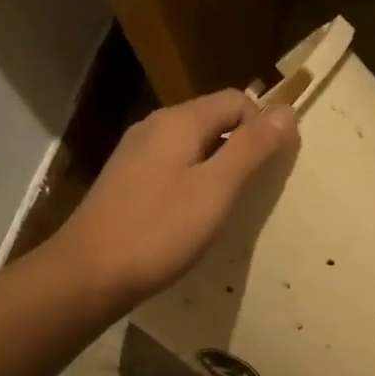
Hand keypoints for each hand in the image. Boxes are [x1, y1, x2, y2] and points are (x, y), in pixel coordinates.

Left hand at [56, 89, 298, 308]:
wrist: (88, 274)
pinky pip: (174, 166)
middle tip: (256, 190)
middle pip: (214, 119)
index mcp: (179, 121)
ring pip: (194, 145)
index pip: (237, 100)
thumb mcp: (217, 189)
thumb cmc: (159, 231)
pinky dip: (194, 181)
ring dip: (219, 166)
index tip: (273, 168)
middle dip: (243, 146)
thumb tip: (286, 110)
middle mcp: (155, 126)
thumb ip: (252, 147)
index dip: (263, 126)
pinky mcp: (127, 180)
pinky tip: (194, 215)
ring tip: (229, 205)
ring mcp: (136, 153)